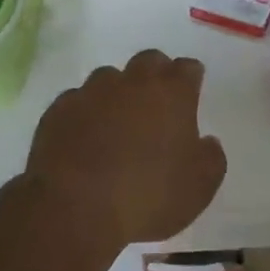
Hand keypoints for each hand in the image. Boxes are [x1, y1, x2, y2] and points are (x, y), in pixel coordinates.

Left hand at [25, 50, 226, 244]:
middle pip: (149, 61)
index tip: (191, 93)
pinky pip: (77, 101)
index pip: (188, 68)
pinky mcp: (58, 110)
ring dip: (117, 92)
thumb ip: (211, 158)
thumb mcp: (200, 188)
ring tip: (117, 122)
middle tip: (157, 104)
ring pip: (109, 78)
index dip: (191, 79)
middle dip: (156, 75)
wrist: (75, 210)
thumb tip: (206, 142)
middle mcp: (132, 82)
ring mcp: (91, 92)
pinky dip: (85, 113)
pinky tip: (84, 137)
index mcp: (172, 93)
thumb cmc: (149, 196)